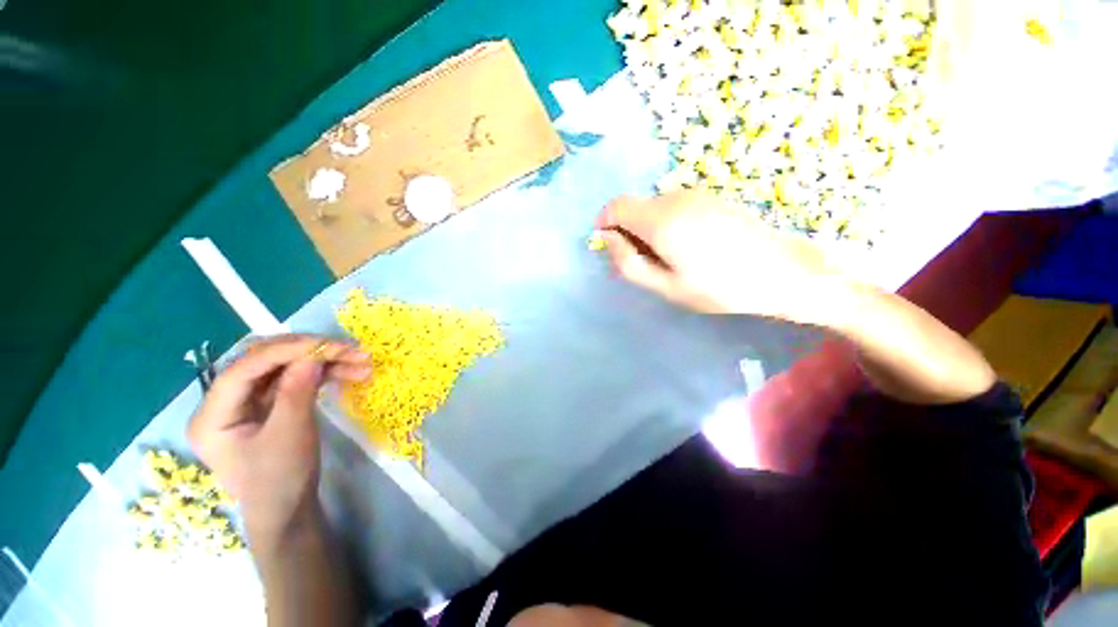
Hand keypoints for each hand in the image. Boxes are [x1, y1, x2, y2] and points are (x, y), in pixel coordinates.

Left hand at [187, 335, 371, 551]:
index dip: (285, 351)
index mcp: (213, 415)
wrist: (289, 510)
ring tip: (361, 362)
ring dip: (325, 361)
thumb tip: (312, 354)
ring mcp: (248, 402)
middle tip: (350, 350)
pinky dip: (323, 373)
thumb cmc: (281, 480)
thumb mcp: (290, 435)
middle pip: (265, 361)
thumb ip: (296, 392)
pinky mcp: (269, 404)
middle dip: (310, 352)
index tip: (327, 345)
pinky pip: (295, 378)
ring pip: (286, 367)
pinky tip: (349, 372)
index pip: (244, 368)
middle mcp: (225, 402)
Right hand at [595, 191, 845, 324]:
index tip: (611, 247)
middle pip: (635, 207)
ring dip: (649, 229)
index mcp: (661, 220)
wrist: (782, 272)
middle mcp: (675, 197)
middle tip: (646, 263)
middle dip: (629, 231)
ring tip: (672, 258)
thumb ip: (629, 263)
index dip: (605, 223)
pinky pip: (674, 207)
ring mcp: (696, 194)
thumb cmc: (719, 288)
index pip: (616, 206)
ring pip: (654, 207)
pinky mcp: (710, 198)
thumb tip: (608, 239)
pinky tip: (691, 247)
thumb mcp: (666, 286)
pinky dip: (668, 223)